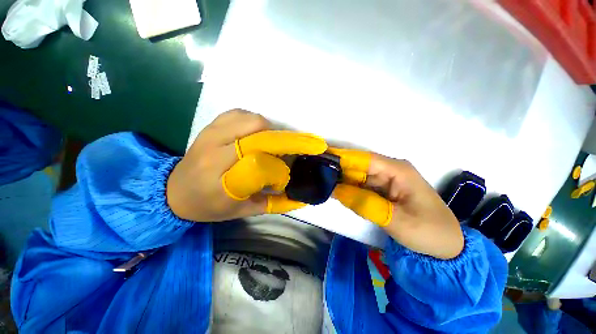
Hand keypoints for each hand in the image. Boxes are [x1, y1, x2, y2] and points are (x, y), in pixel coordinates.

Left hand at [166, 110, 326, 221]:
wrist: (174, 192)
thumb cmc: (208, 206)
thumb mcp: (241, 211)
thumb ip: (271, 204)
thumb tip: (297, 196)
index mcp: (220, 177)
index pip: (258, 158)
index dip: (278, 157)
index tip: (290, 162)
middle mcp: (213, 150)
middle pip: (254, 129)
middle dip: (274, 137)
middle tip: (280, 149)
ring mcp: (209, 134)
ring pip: (247, 117)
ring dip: (264, 127)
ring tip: (268, 141)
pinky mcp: (209, 127)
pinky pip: (236, 113)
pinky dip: (250, 119)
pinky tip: (253, 132)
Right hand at [330, 148, 463, 258]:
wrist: (445, 247)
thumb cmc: (429, 231)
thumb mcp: (398, 221)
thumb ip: (366, 204)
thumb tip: (337, 190)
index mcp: (397, 170)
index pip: (364, 160)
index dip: (342, 158)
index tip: (321, 158)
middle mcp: (389, 171)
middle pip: (358, 167)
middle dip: (338, 170)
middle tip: (315, 173)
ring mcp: (384, 181)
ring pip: (357, 177)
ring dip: (340, 180)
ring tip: (319, 180)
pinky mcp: (380, 191)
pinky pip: (360, 187)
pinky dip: (347, 190)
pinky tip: (333, 191)